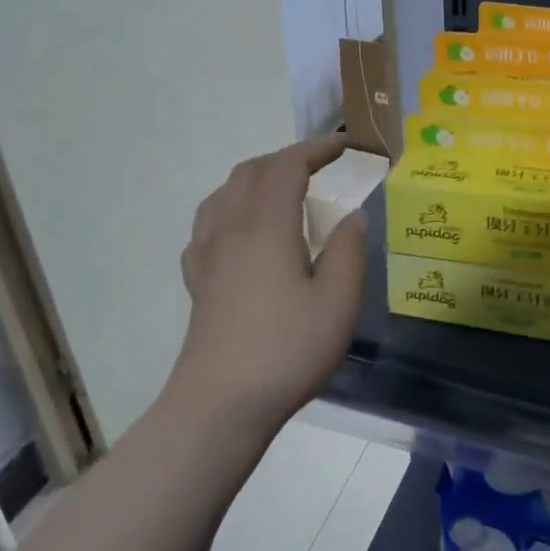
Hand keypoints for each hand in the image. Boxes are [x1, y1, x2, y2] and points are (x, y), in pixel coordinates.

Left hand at [165, 136, 368, 437]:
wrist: (220, 403)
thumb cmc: (287, 350)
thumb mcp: (338, 301)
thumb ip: (348, 250)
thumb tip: (352, 215)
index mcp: (266, 225)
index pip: (287, 166)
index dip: (316, 148)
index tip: (345, 147)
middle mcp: (230, 227)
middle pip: (251, 171)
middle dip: (287, 158)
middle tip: (320, 168)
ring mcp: (206, 253)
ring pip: (225, 193)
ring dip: (256, 178)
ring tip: (283, 191)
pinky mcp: (197, 279)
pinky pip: (209, 222)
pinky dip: (232, 207)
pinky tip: (244, 232)